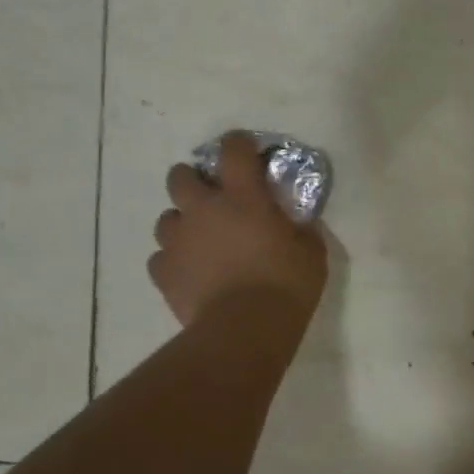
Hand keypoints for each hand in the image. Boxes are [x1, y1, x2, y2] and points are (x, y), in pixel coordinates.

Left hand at [149, 134, 327, 330]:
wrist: (244, 329)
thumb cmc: (287, 285)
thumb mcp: (311, 252)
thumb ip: (300, 230)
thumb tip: (294, 224)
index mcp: (244, 198)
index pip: (233, 151)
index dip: (238, 144)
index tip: (245, 149)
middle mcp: (204, 210)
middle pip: (180, 176)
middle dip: (194, 181)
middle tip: (213, 199)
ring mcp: (178, 241)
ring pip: (166, 218)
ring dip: (183, 224)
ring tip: (201, 242)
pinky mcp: (163, 272)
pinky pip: (161, 257)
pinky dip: (175, 260)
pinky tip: (192, 273)